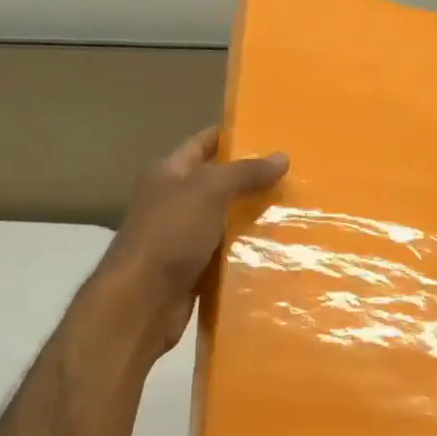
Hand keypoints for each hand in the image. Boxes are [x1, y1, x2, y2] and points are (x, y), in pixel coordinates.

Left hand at [99, 127, 288, 353]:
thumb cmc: (170, 234)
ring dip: (252, 218)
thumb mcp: (208, 191)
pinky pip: (225, 254)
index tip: (268, 134)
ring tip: (294, 211)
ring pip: (223, 221)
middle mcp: (172, 202)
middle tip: (293, 176)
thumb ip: (244, 173)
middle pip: (216, 184)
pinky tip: (277, 250)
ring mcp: (181, 238)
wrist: (142, 301)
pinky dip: (246, 251)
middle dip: (250, 180)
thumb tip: (282, 157)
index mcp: (167, 174)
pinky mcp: (192, 270)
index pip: (201, 144)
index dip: (230, 136)